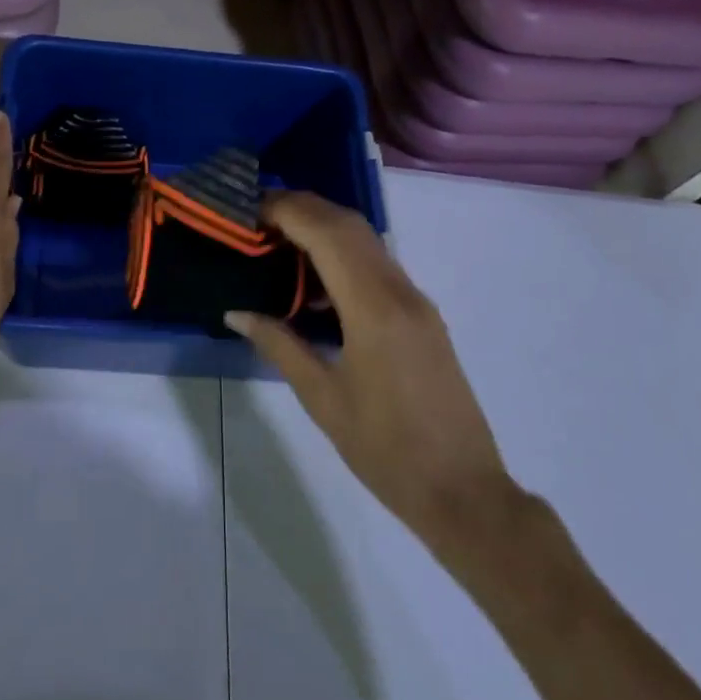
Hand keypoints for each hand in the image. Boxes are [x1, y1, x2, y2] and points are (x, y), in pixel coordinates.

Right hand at [226, 191, 519, 548]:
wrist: (464, 492)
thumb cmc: (385, 451)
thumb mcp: (322, 398)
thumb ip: (279, 344)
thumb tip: (236, 311)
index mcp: (373, 309)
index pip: (326, 233)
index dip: (286, 211)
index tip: (248, 210)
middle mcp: (400, 291)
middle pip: (349, 224)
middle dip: (302, 207)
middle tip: (257, 217)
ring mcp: (417, 301)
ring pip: (367, 240)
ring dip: (323, 226)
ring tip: (277, 239)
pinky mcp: (423, 316)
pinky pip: (378, 265)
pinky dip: (343, 253)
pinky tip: (315, 279)